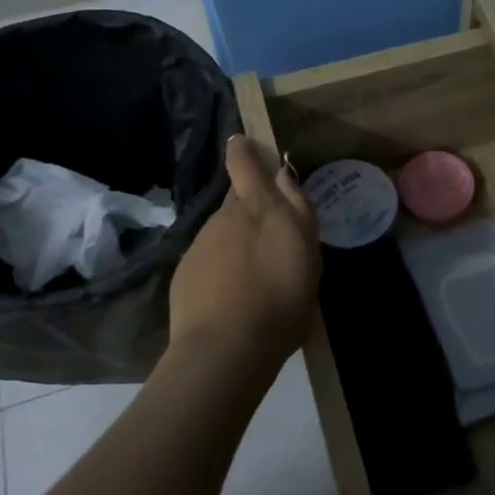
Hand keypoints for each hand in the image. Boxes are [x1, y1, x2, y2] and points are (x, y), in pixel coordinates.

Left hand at [168, 136, 320, 377]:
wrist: (225, 349)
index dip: (243, 150)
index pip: (244, 162)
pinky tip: (232, 292)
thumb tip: (283, 176)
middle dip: (251, 205)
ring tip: (254, 272)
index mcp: (261, 207)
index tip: (244, 145)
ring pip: (223, 228)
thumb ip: (298, 211)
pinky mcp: (185, 270)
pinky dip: (221, 265)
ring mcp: (202, 243)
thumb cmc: (281, 301)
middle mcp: (227, 216)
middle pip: (237, 198)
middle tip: (270, 232)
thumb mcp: (308, 256)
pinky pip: (208, 256)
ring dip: (237, 239)